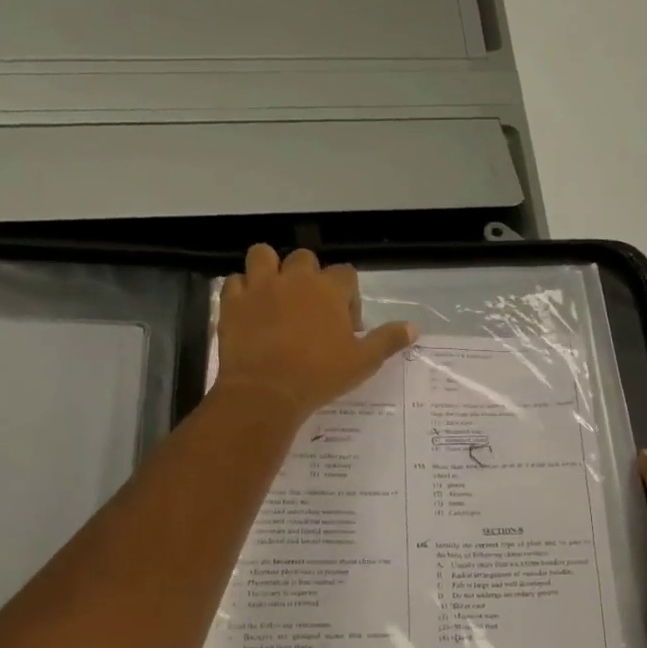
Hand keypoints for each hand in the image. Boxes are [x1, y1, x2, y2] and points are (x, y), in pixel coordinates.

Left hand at [212, 245, 416, 421]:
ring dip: (270, 269)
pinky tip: (249, 310)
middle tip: (310, 310)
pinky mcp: (232, 302)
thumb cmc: (320, 375)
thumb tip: (414, 327)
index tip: (346, 325)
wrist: (267, 391)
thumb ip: (388, 340)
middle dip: (309, 277)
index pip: (346, 274)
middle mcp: (295, 278)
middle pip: (304, 259)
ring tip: (274, 295)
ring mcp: (260, 286)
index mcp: (329, 289)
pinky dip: (242, 291)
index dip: (348, 296)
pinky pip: (235, 281)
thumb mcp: (363, 361)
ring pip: (263, 256)